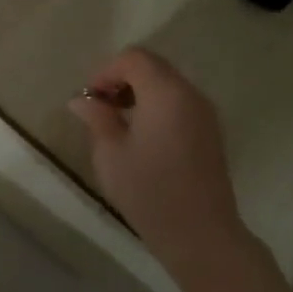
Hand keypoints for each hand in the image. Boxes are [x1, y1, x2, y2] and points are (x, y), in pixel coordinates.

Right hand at [68, 47, 255, 284]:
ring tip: (117, 124)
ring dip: (139, 93)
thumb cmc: (149, 191)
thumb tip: (82, 100)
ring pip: (167, 84)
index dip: (105, 71)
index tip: (89, 99)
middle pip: (153, 67)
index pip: (134, 58)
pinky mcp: (210, 133)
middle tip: (99, 109)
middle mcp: (190, 94)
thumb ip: (96, 118)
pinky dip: (156, 107)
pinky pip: (179, 104)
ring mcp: (205, 114)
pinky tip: (141, 138)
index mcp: (165, 93)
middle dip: (121, 79)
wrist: (200, 233)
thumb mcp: (110, 154)